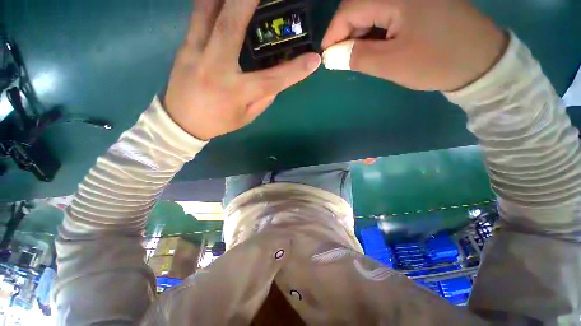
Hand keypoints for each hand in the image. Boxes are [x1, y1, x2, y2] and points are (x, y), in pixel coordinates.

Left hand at [164, 0, 320, 139]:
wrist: (182, 121)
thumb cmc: (219, 122)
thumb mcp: (247, 116)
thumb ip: (263, 97)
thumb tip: (277, 78)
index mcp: (236, 92)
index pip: (272, 80)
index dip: (295, 71)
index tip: (314, 59)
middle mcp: (216, 68)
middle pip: (232, 25)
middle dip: (249, 0)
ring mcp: (196, 52)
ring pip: (209, 11)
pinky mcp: (185, 45)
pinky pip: (198, 14)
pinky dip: (210, 0)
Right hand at [322, 0, 507, 90]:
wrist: (481, 61)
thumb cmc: (435, 62)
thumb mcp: (390, 63)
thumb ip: (357, 57)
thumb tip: (330, 56)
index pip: (349, 8)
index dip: (333, 33)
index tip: (327, 56)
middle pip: (360, 6)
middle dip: (348, 34)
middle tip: (344, 59)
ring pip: (373, 10)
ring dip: (362, 33)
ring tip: (363, 55)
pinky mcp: (420, 1)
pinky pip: (388, 12)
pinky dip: (377, 30)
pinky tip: (380, 45)